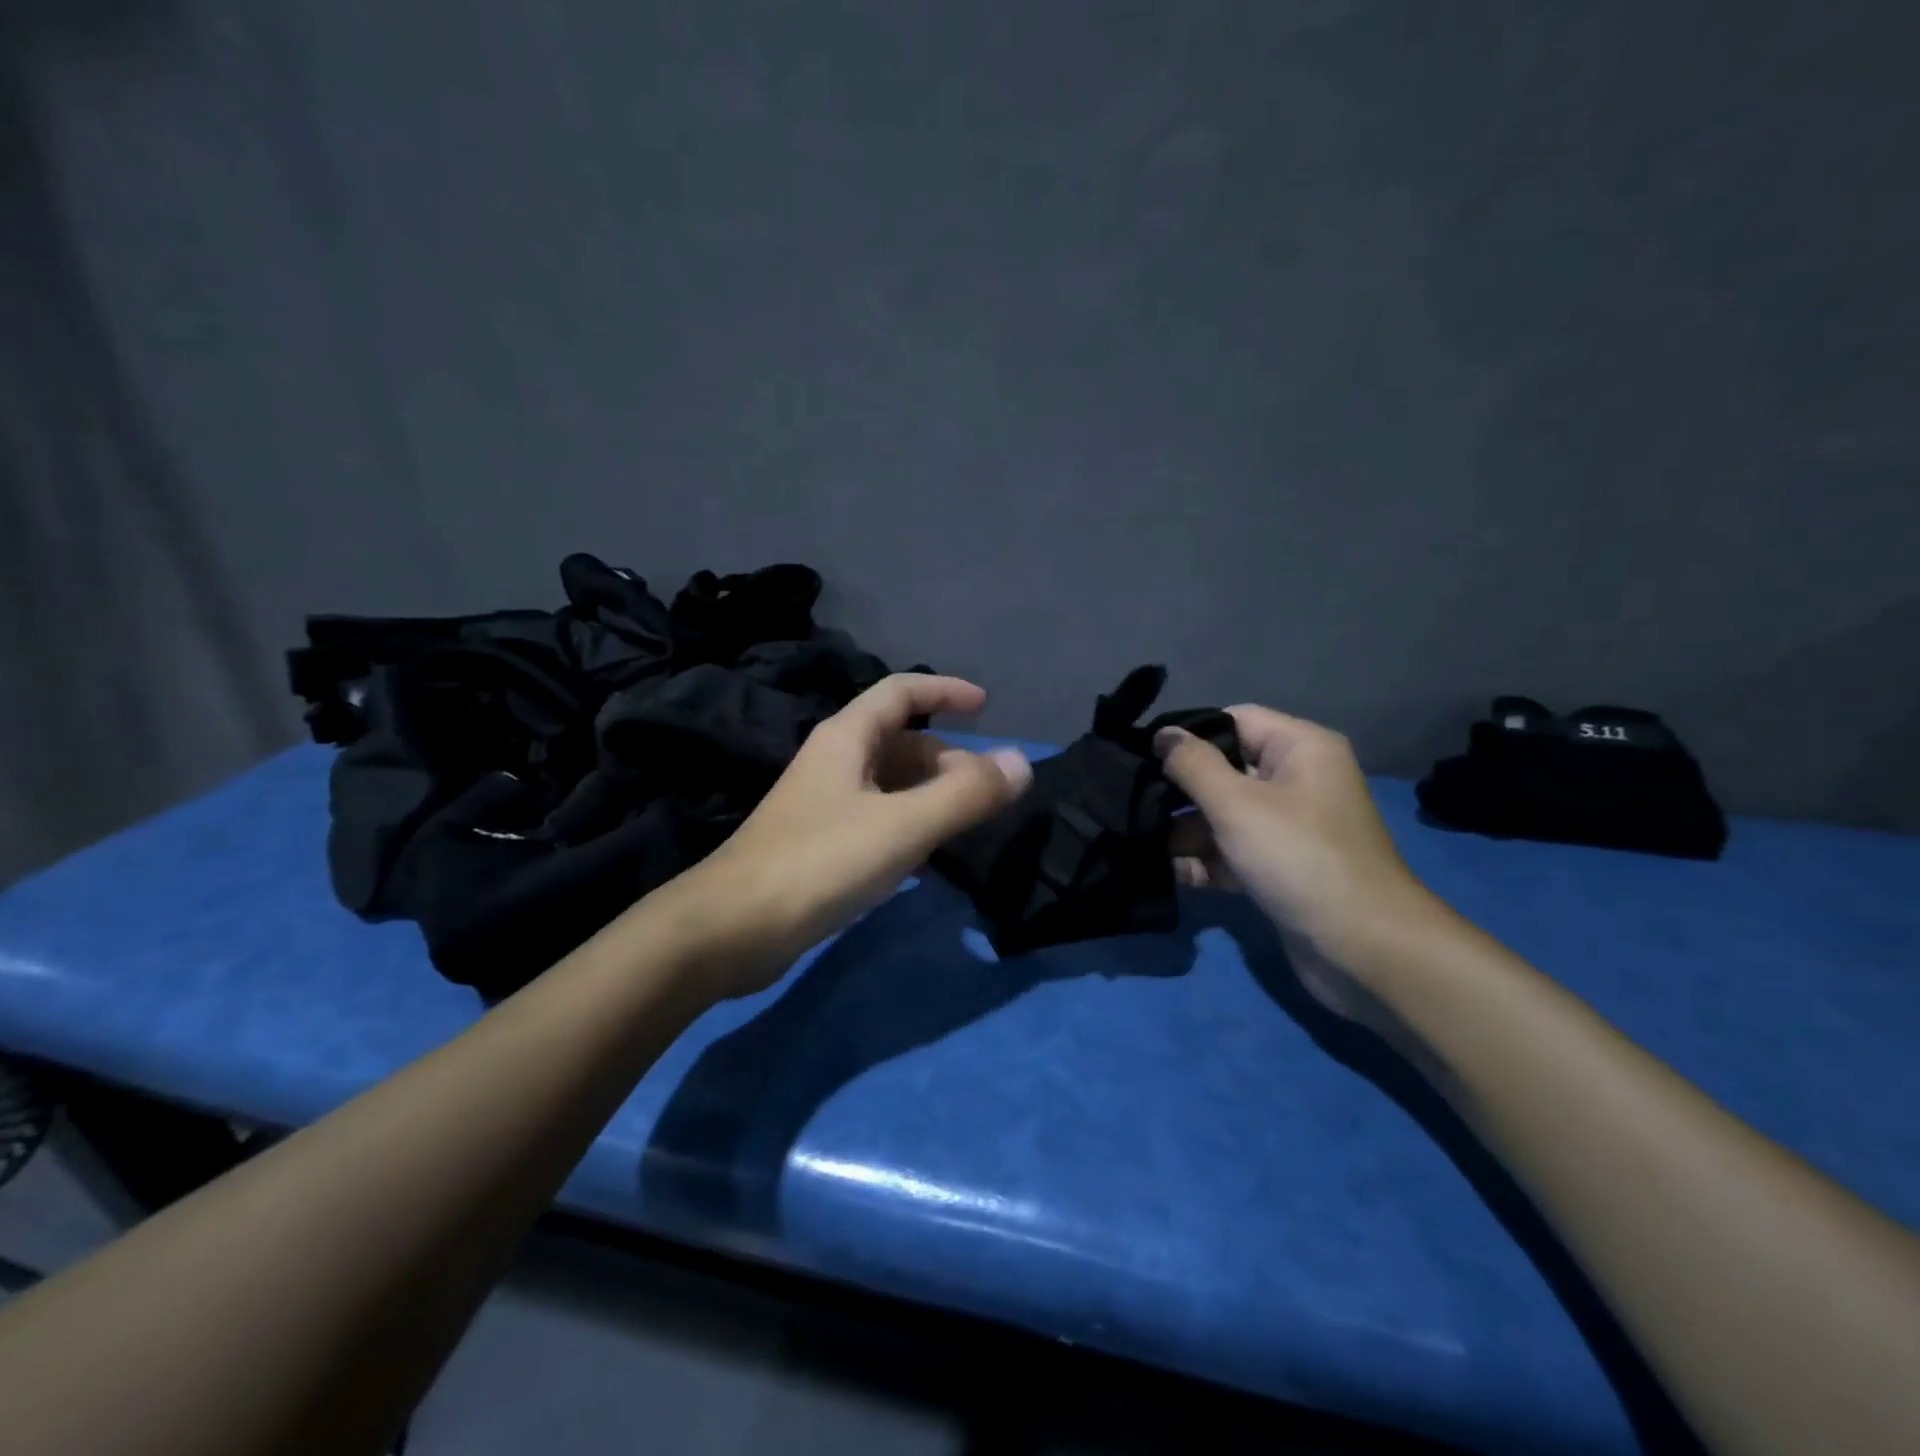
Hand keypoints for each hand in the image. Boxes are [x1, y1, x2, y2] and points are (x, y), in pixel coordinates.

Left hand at [676, 674, 1031, 998]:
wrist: (732, 928)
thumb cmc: (819, 863)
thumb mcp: (902, 826)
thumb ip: (965, 795)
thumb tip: (1021, 761)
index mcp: (847, 739)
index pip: (901, 692)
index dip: (945, 690)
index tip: (987, 706)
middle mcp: (835, 762)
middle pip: (901, 742)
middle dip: (948, 759)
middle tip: (987, 794)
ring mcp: (825, 804)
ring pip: (891, 784)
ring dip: (931, 796)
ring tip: (967, 827)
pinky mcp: (821, 844)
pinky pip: (878, 820)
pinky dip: (910, 827)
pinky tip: (928, 860)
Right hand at [1156, 705, 1442, 1016]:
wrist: (1362, 949)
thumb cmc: (1298, 858)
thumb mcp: (1236, 804)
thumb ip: (1192, 764)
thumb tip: (1161, 734)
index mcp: (1301, 748)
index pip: (1234, 721)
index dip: (1189, 735)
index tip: (1142, 756)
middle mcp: (1297, 781)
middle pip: (1224, 771)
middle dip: (1181, 791)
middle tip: (1135, 805)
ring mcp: (1289, 827)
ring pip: (1223, 815)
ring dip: (1187, 832)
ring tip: (1148, 847)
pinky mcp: (1280, 868)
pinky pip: (1233, 852)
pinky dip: (1206, 861)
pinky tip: (1176, 874)